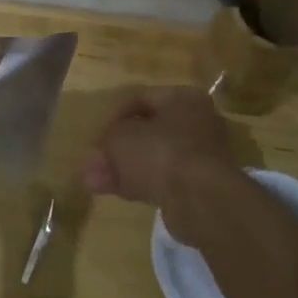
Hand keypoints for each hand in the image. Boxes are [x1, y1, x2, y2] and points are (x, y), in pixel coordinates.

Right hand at [82, 87, 239, 240]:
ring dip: (125, 168)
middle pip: (148, 131)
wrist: (200, 199)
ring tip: (97, 183)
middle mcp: (198, 123)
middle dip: (118, 148)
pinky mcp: (200, 185)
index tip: (98, 136)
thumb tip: (95, 159)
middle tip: (95, 163)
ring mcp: (201, 156)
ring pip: (154, 157)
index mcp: (183, 99)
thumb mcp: (120, 137)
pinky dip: (141, 183)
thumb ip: (106, 141)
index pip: (142, 99)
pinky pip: (164, 178)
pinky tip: (119, 193)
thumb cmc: (160, 153)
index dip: (114, 116)